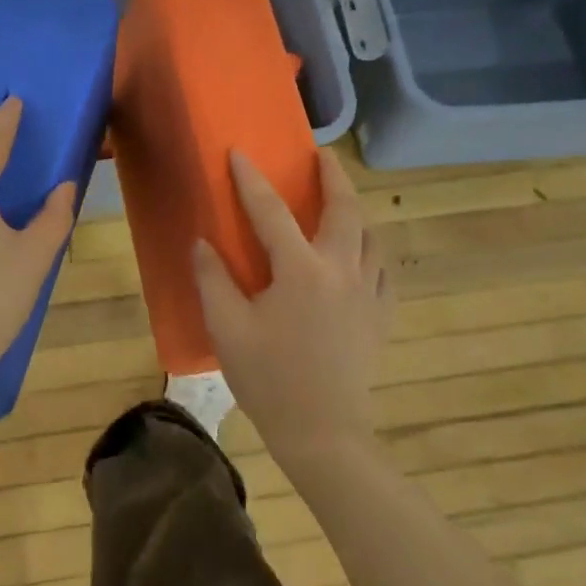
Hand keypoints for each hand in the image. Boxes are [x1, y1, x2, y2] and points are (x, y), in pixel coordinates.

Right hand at [193, 148, 392, 468]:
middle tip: (321, 156)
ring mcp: (368, 293)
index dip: (251, 180)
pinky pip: (383, 270)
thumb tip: (202, 243)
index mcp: (301, 270)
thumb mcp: (228, 329)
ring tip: (341, 201)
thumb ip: (213, 280)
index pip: (271, 212)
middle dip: (332, 177)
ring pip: (371, 235)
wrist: (324, 432)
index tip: (240, 152)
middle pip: (344, 209)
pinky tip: (361, 256)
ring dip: (356, 210)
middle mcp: (341, 270)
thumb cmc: (269, 379)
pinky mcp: (380, 316)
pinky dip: (372, 251)